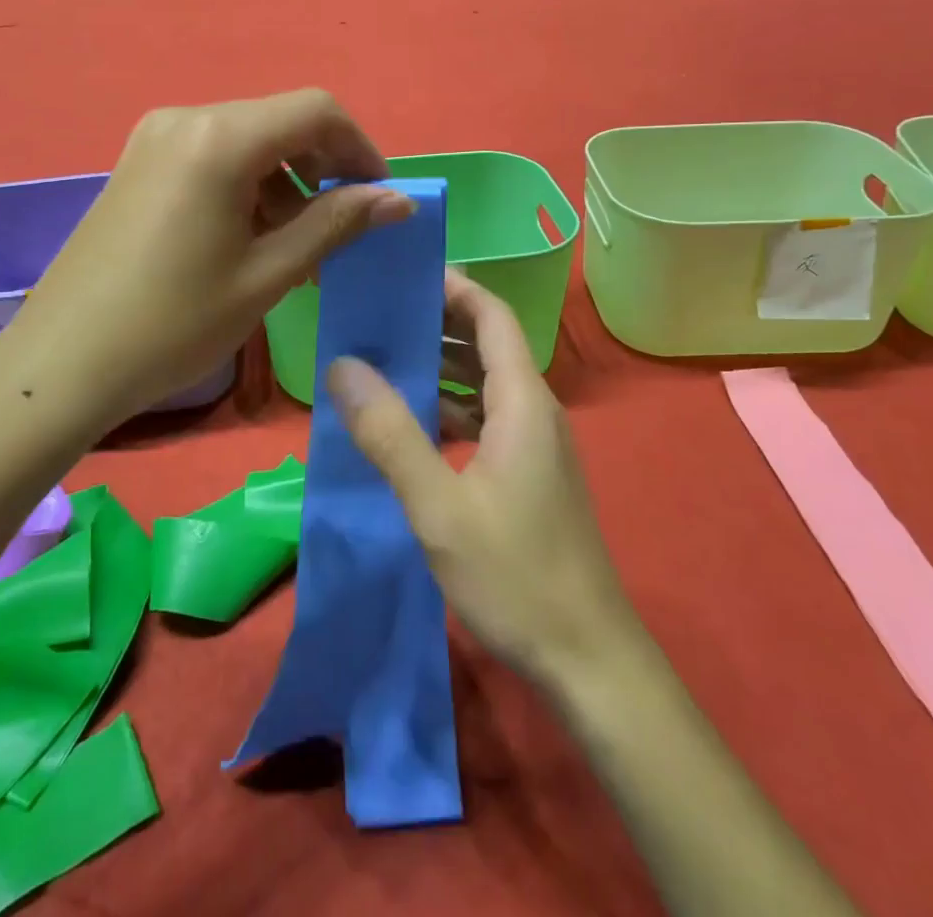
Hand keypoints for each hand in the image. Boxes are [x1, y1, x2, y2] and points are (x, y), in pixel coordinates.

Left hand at [0, 89, 411, 427]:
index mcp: (220, 137)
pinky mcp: (139, 164)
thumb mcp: (268, 273)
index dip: (361, 149)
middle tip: (345, 230)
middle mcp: (186, 118)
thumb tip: (400, 200)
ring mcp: (155, 139)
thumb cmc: (174, 322)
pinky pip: (213, 159)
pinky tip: (254, 240)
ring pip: (249, 142)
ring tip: (301, 248)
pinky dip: (249, 189)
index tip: (381, 198)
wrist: (63, 363)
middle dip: (324, 169)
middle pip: (281, 123)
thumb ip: (336, 224)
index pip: (317, 111)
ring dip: (287, 184)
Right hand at [327, 271, 639, 692]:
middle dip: (436, 322)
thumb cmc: (516, 575)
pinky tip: (410, 425)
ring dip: (439, 367)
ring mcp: (536, 444)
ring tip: (381, 360)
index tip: (402, 273)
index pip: (492, 314)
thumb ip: (391, 433)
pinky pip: (486, 419)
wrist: (589, 660)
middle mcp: (534, 410)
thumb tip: (343, 365)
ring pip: (484, 384)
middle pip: (487, 343)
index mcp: (522, 400)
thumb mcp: (440, 505)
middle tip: (376, 315)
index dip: (453, 286)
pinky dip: (449, 408)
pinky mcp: (530, 474)